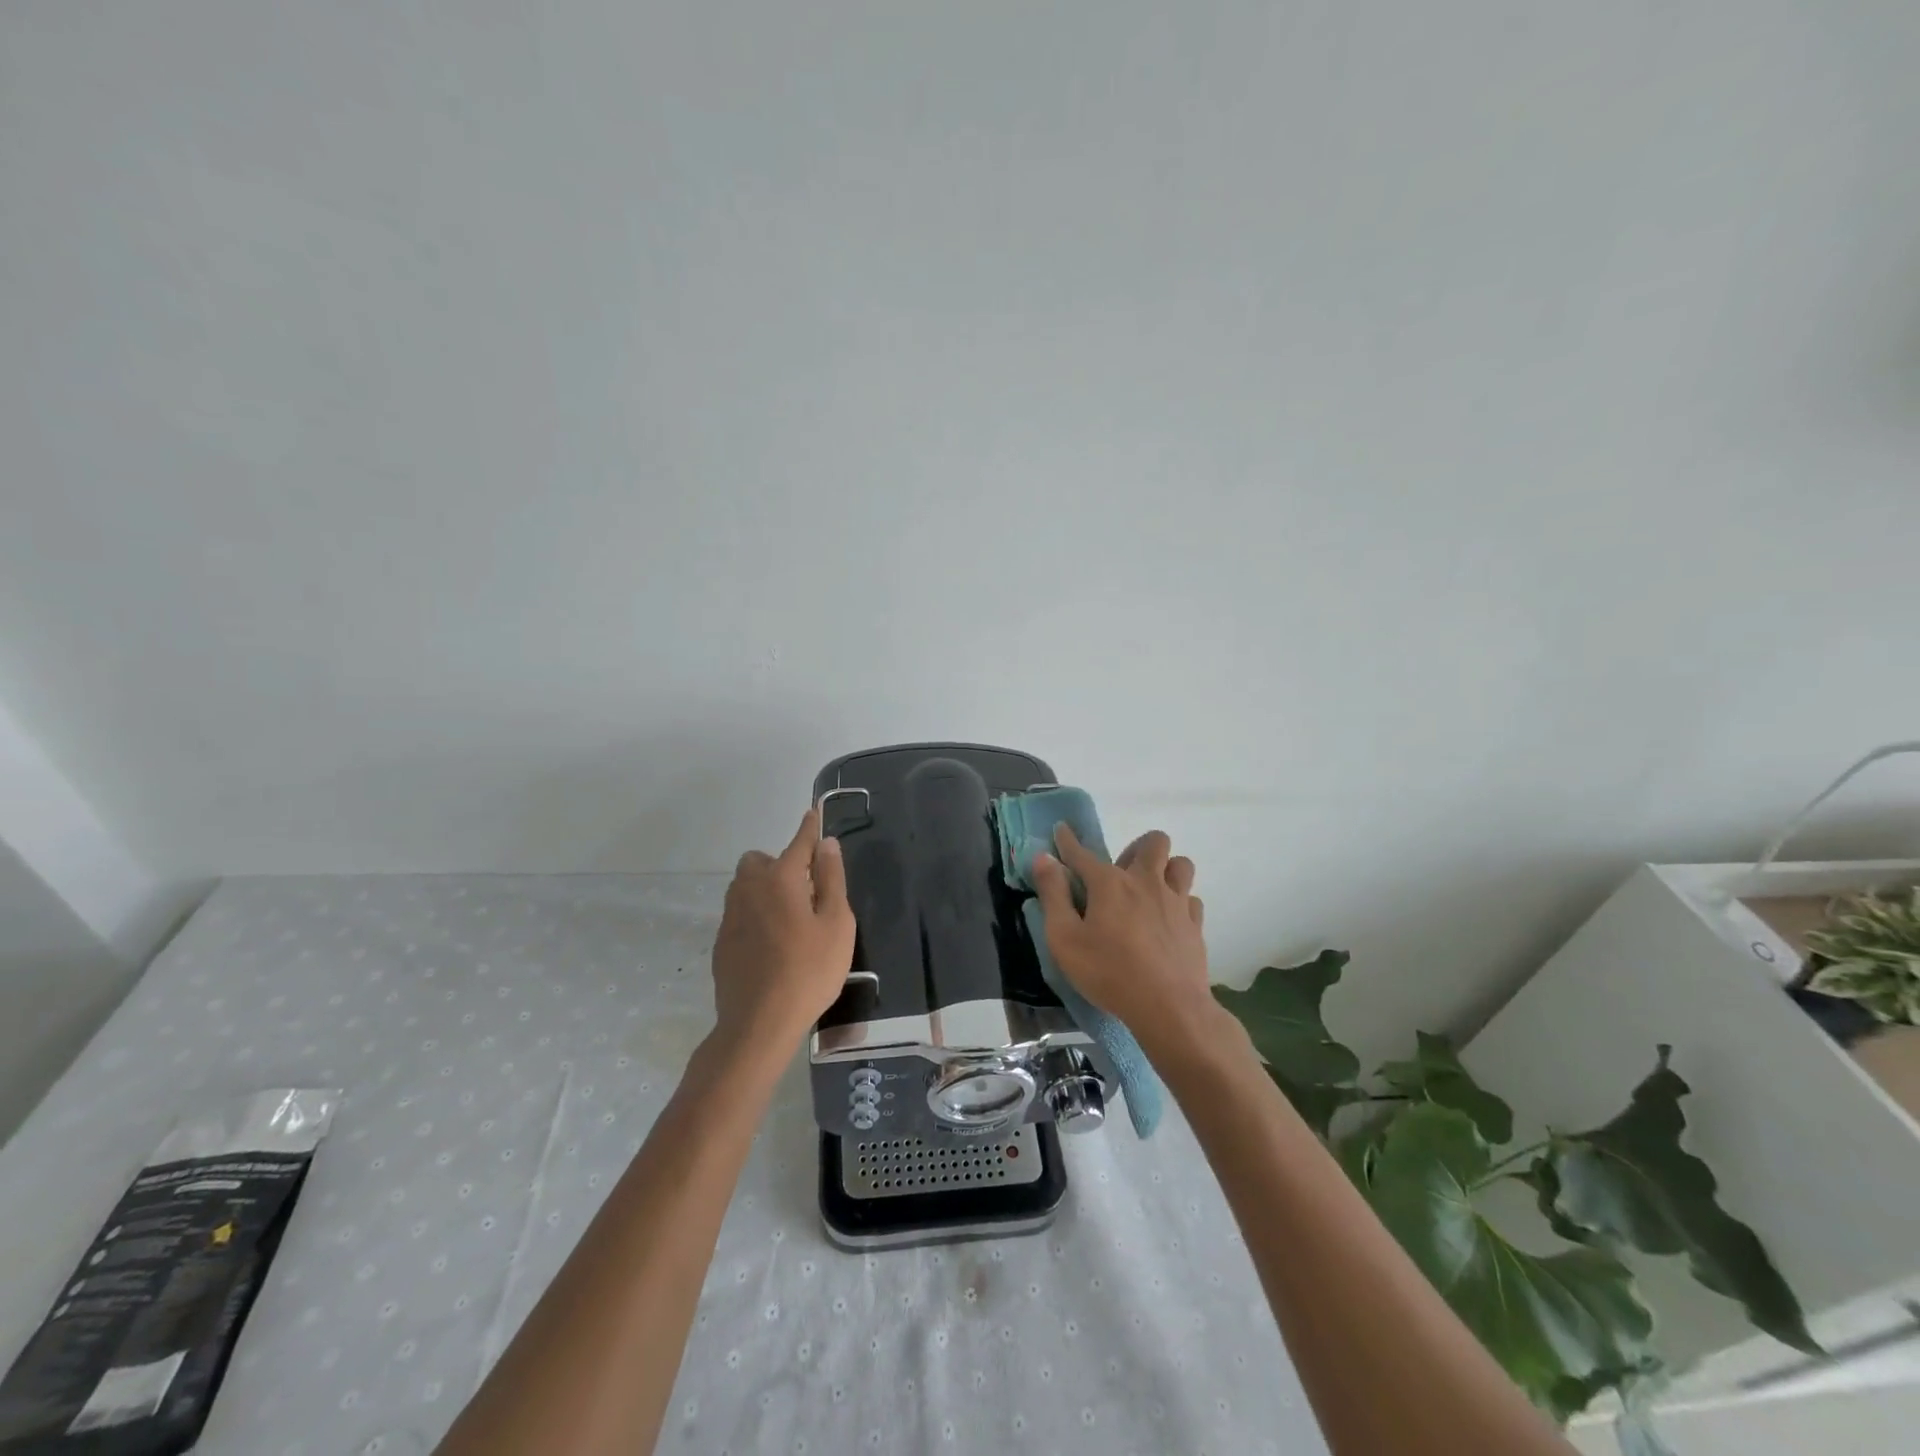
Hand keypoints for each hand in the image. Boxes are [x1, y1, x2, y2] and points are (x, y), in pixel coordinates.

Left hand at [710, 807, 856, 1059]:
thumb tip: (827, 843)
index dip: (809, 828)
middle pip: (759, 860)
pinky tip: (772, 943)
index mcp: (780, 879)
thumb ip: (832, 879)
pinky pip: (739, 913)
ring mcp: (730, 917)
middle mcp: (749, 889)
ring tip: (789, 916)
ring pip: (744, 886)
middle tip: (805, 889)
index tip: (813, 814)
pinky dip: (755, 914)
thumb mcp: (836, 923)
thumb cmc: (809, 970)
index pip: (798, 843)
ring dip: (764, 887)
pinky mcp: (722, 943)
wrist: (758, 1023)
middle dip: (779, 863)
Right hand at [1031, 825, 1211, 1047]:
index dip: (1067, 841)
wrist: (1169, 1008)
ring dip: (1166, 869)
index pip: (1082, 853)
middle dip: (1136, 847)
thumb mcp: (1064, 938)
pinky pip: (1191, 899)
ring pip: (1181, 865)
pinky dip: (1180, 903)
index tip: (1061, 830)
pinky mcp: (1195, 925)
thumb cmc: (1108, 973)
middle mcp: (1146, 882)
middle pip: (1153, 842)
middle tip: (1121, 872)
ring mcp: (1176, 902)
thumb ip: (1053, 895)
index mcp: (1110, 883)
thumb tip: (1043, 859)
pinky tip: (1168, 920)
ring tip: (1150, 891)